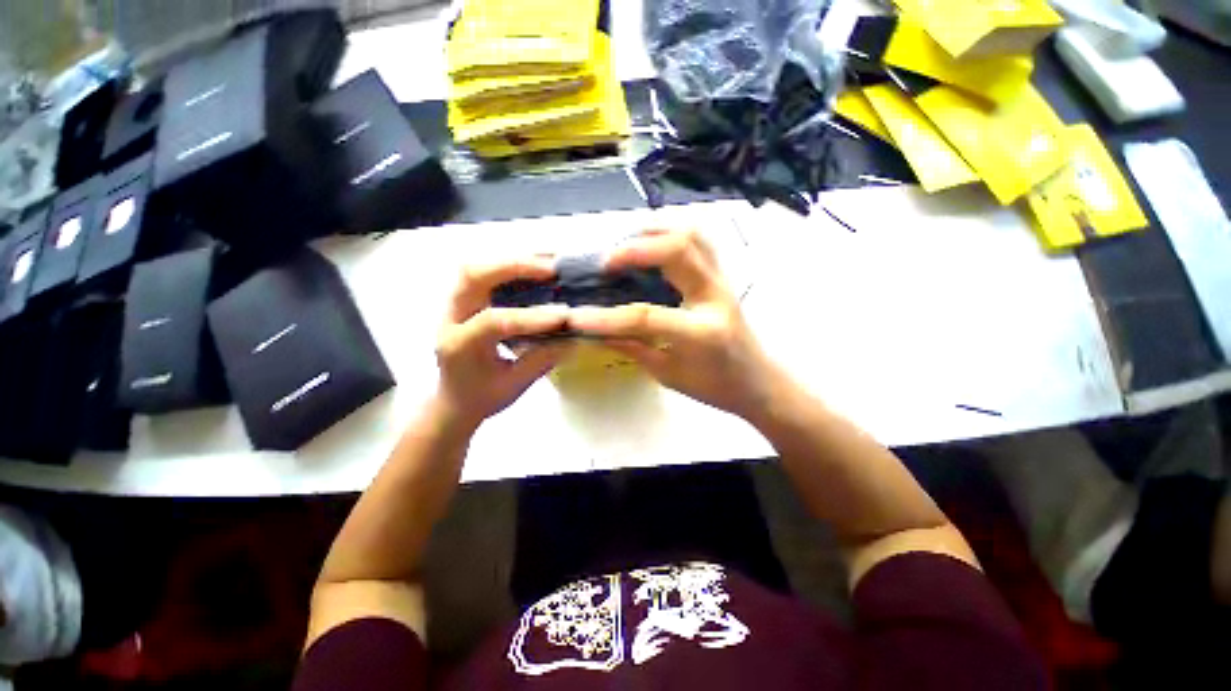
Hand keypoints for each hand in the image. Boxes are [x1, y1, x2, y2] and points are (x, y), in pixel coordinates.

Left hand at [433, 258, 572, 433]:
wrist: (453, 401)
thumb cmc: (482, 398)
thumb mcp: (514, 385)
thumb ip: (542, 359)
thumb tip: (574, 337)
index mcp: (459, 346)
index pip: (493, 322)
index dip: (530, 317)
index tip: (564, 315)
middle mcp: (450, 318)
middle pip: (472, 276)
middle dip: (513, 267)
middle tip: (551, 269)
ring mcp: (454, 305)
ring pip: (475, 267)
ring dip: (511, 261)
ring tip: (546, 262)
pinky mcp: (464, 300)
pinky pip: (483, 273)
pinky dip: (509, 266)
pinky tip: (534, 267)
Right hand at [568, 230, 783, 420]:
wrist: (759, 382)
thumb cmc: (715, 387)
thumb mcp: (669, 375)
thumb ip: (633, 348)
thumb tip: (595, 333)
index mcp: (702, 332)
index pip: (647, 316)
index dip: (606, 318)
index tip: (576, 317)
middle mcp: (715, 297)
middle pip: (677, 251)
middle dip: (634, 249)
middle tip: (604, 262)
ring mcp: (722, 280)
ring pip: (691, 234)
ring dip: (654, 231)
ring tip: (624, 243)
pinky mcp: (721, 274)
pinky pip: (698, 239)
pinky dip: (670, 232)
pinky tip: (649, 242)